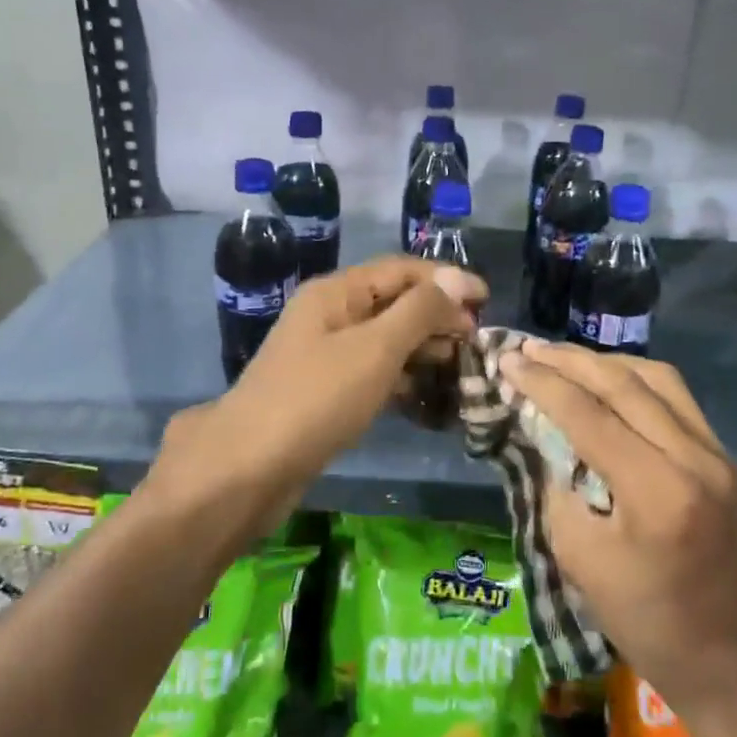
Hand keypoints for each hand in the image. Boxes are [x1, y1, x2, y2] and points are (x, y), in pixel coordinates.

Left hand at [152, 258, 486, 535]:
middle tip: (476, 340)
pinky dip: (401, 376)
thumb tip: (458, 278)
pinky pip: (372, 370)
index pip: (401, 269)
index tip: (487, 301)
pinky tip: (426, 394)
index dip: (446, 280)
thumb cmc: (317, 397)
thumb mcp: (376, 348)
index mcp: (336, 292)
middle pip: (393, 301)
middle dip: (437, 315)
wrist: (249, 468)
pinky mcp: (325, 390)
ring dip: (422, 346)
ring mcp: (324, 354)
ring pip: (385, 338)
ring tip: (460, 365)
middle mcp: (329, 314)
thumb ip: (419, 311)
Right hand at [500, 341, 736, 726]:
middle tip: (527, 348)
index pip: (590, 414)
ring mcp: (716, 453)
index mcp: (657, 491)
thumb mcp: (580, 560)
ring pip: (656, 377)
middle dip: (569, 360)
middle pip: (624, 383)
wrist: (734, 661)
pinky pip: (675, 396)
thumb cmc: (648, 622)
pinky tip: (607, 380)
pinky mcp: (723, 457)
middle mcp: (694, 457)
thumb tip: (545, 436)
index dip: (542, 383)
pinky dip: (634, 378)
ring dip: (604, 361)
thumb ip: (559, 487)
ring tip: (562, 358)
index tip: (506, 361)